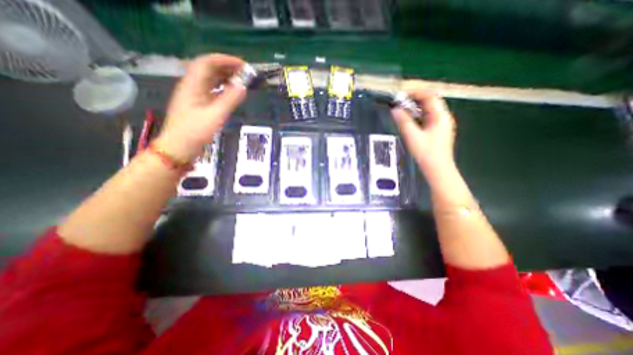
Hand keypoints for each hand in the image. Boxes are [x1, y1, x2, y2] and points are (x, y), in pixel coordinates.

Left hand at [154, 54, 248, 161]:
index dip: (225, 60)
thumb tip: (243, 87)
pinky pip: (211, 91)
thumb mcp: (215, 116)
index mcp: (192, 85)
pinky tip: (231, 94)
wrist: (179, 148)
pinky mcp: (198, 105)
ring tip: (241, 82)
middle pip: (209, 69)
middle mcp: (192, 87)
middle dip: (227, 68)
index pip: (207, 63)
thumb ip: (229, 100)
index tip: (243, 65)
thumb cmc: (194, 132)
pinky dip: (223, 89)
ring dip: (225, 78)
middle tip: (245, 74)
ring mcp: (194, 96)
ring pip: (210, 80)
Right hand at [391, 82, 454, 178]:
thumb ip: (403, 121)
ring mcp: (442, 124)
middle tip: (399, 102)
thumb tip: (395, 109)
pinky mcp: (438, 131)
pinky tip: (409, 120)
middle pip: (430, 101)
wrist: (437, 169)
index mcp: (440, 116)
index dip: (415, 92)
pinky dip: (418, 115)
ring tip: (402, 109)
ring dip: (415, 107)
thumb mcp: (412, 136)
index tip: (400, 95)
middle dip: (414, 99)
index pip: (429, 96)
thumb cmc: (426, 153)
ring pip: (428, 109)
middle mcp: (443, 117)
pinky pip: (428, 117)